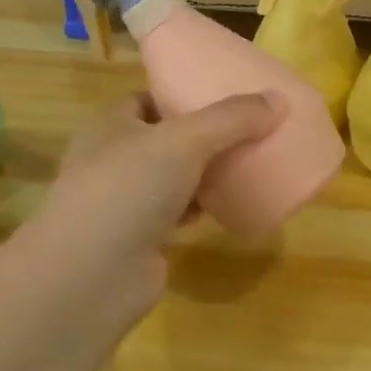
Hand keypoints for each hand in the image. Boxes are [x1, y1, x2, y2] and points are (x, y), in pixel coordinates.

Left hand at [18, 91, 283, 331]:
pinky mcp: (138, 238)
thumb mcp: (185, 141)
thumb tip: (278, 99)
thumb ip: (232, 119)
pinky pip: (175, 212)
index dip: (183, 94)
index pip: (149, 98)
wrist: (92, 276)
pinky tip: (225, 205)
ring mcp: (122, 201)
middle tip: (246, 130)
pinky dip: (198, 208)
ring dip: (203, 173)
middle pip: (165, 138)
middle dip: (203, 136)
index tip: (223, 95)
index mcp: (110, 125)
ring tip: (243, 164)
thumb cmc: (129, 189)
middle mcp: (111, 159)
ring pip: (172, 177)